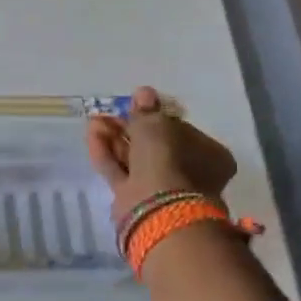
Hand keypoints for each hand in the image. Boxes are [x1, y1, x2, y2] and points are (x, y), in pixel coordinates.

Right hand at [85, 86, 237, 227]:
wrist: (158, 208)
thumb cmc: (168, 159)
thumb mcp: (157, 125)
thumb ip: (147, 110)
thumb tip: (144, 93)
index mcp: (208, 154)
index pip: (180, 130)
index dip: (156, 117)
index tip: (135, 106)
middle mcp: (188, 172)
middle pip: (155, 146)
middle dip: (130, 128)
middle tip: (111, 112)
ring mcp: (161, 188)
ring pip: (135, 158)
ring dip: (115, 138)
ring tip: (95, 120)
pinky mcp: (136, 199)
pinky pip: (120, 172)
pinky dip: (107, 153)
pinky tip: (93, 134)